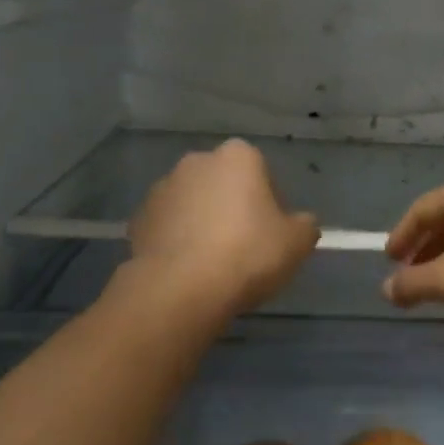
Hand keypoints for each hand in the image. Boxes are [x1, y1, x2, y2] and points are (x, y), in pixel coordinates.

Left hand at [127, 139, 320, 316]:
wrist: (181, 288)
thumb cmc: (248, 254)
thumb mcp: (297, 243)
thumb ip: (305, 225)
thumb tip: (301, 223)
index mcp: (238, 156)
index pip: (261, 171)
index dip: (270, 203)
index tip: (271, 233)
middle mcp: (197, 161)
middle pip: (224, 184)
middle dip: (233, 207)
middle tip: (245, 247)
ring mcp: (162, 188)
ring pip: (193, 203)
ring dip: (203, 222)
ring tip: (214, 263)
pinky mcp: (139, 218)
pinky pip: (168, 226)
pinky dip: (178, 240)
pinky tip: (188, 270)